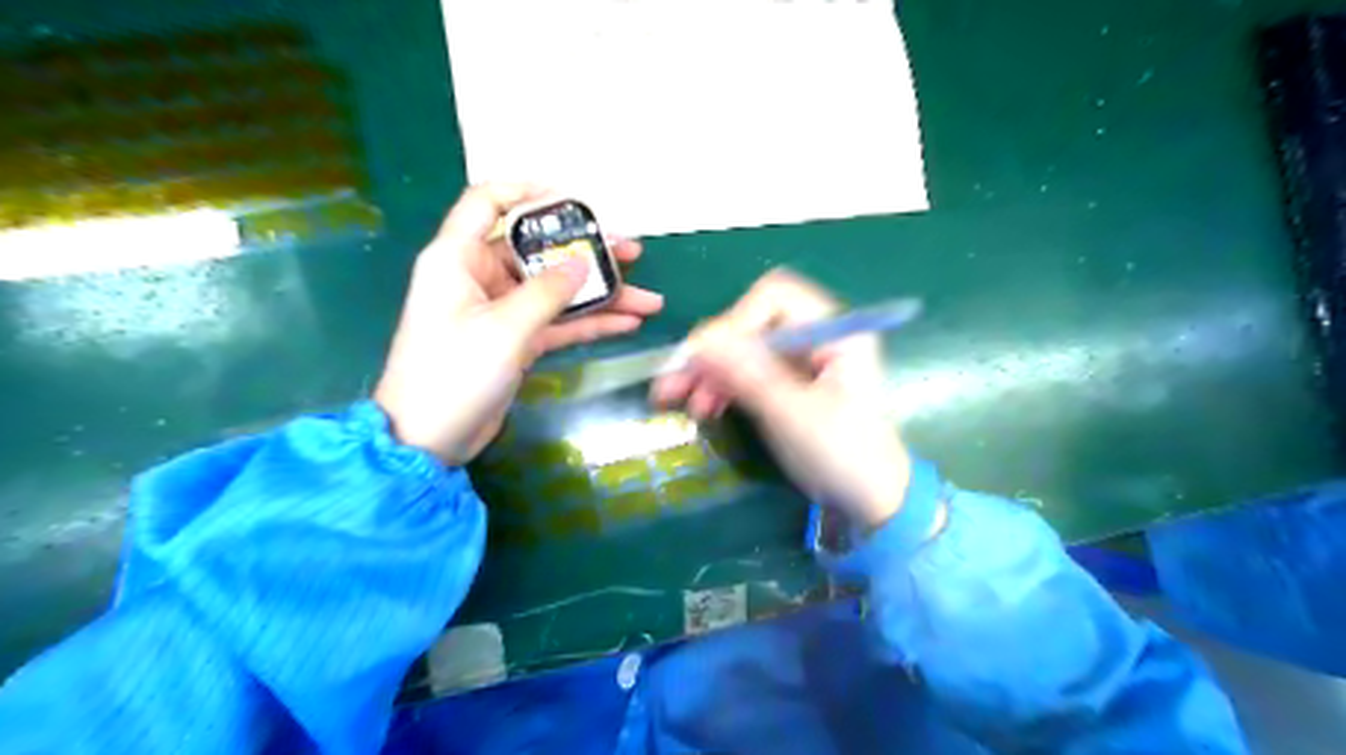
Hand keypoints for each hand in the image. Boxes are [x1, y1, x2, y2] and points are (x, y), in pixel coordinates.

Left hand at [373, 184, 659, 462]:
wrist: (429, 439)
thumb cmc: (454, 373)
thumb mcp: (504, 329)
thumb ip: (548, 293)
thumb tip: (583, 264)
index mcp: (458, 257)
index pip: (488, 202)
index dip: (528, 191)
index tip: (575, 201)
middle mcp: (479, 277)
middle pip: (538, 250)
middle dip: (587, 252)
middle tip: (633, 254)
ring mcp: (500, 311)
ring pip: (556, 290)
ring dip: (600, 294)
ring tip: (648, 297)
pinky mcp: (515, 340)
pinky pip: (558, 323)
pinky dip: (590, 323)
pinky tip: (628, 324)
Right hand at [648, 268, 909, 524]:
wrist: (873, 501)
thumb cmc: (843, 456)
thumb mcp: (792, 415)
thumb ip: (748, 375)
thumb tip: (698, 341)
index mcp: (835, 331)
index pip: (775, 298)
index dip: (735, 322)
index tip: (705, 359)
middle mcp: (818, 336)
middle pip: (752, 323)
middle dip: (711, 352)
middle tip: (672, 383)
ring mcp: (802, 360)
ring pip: (744, 349)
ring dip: (709, 371)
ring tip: (676, 400)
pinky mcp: (789, 383)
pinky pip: (748, 372)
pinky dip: (723, 385)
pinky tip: (703, 406)